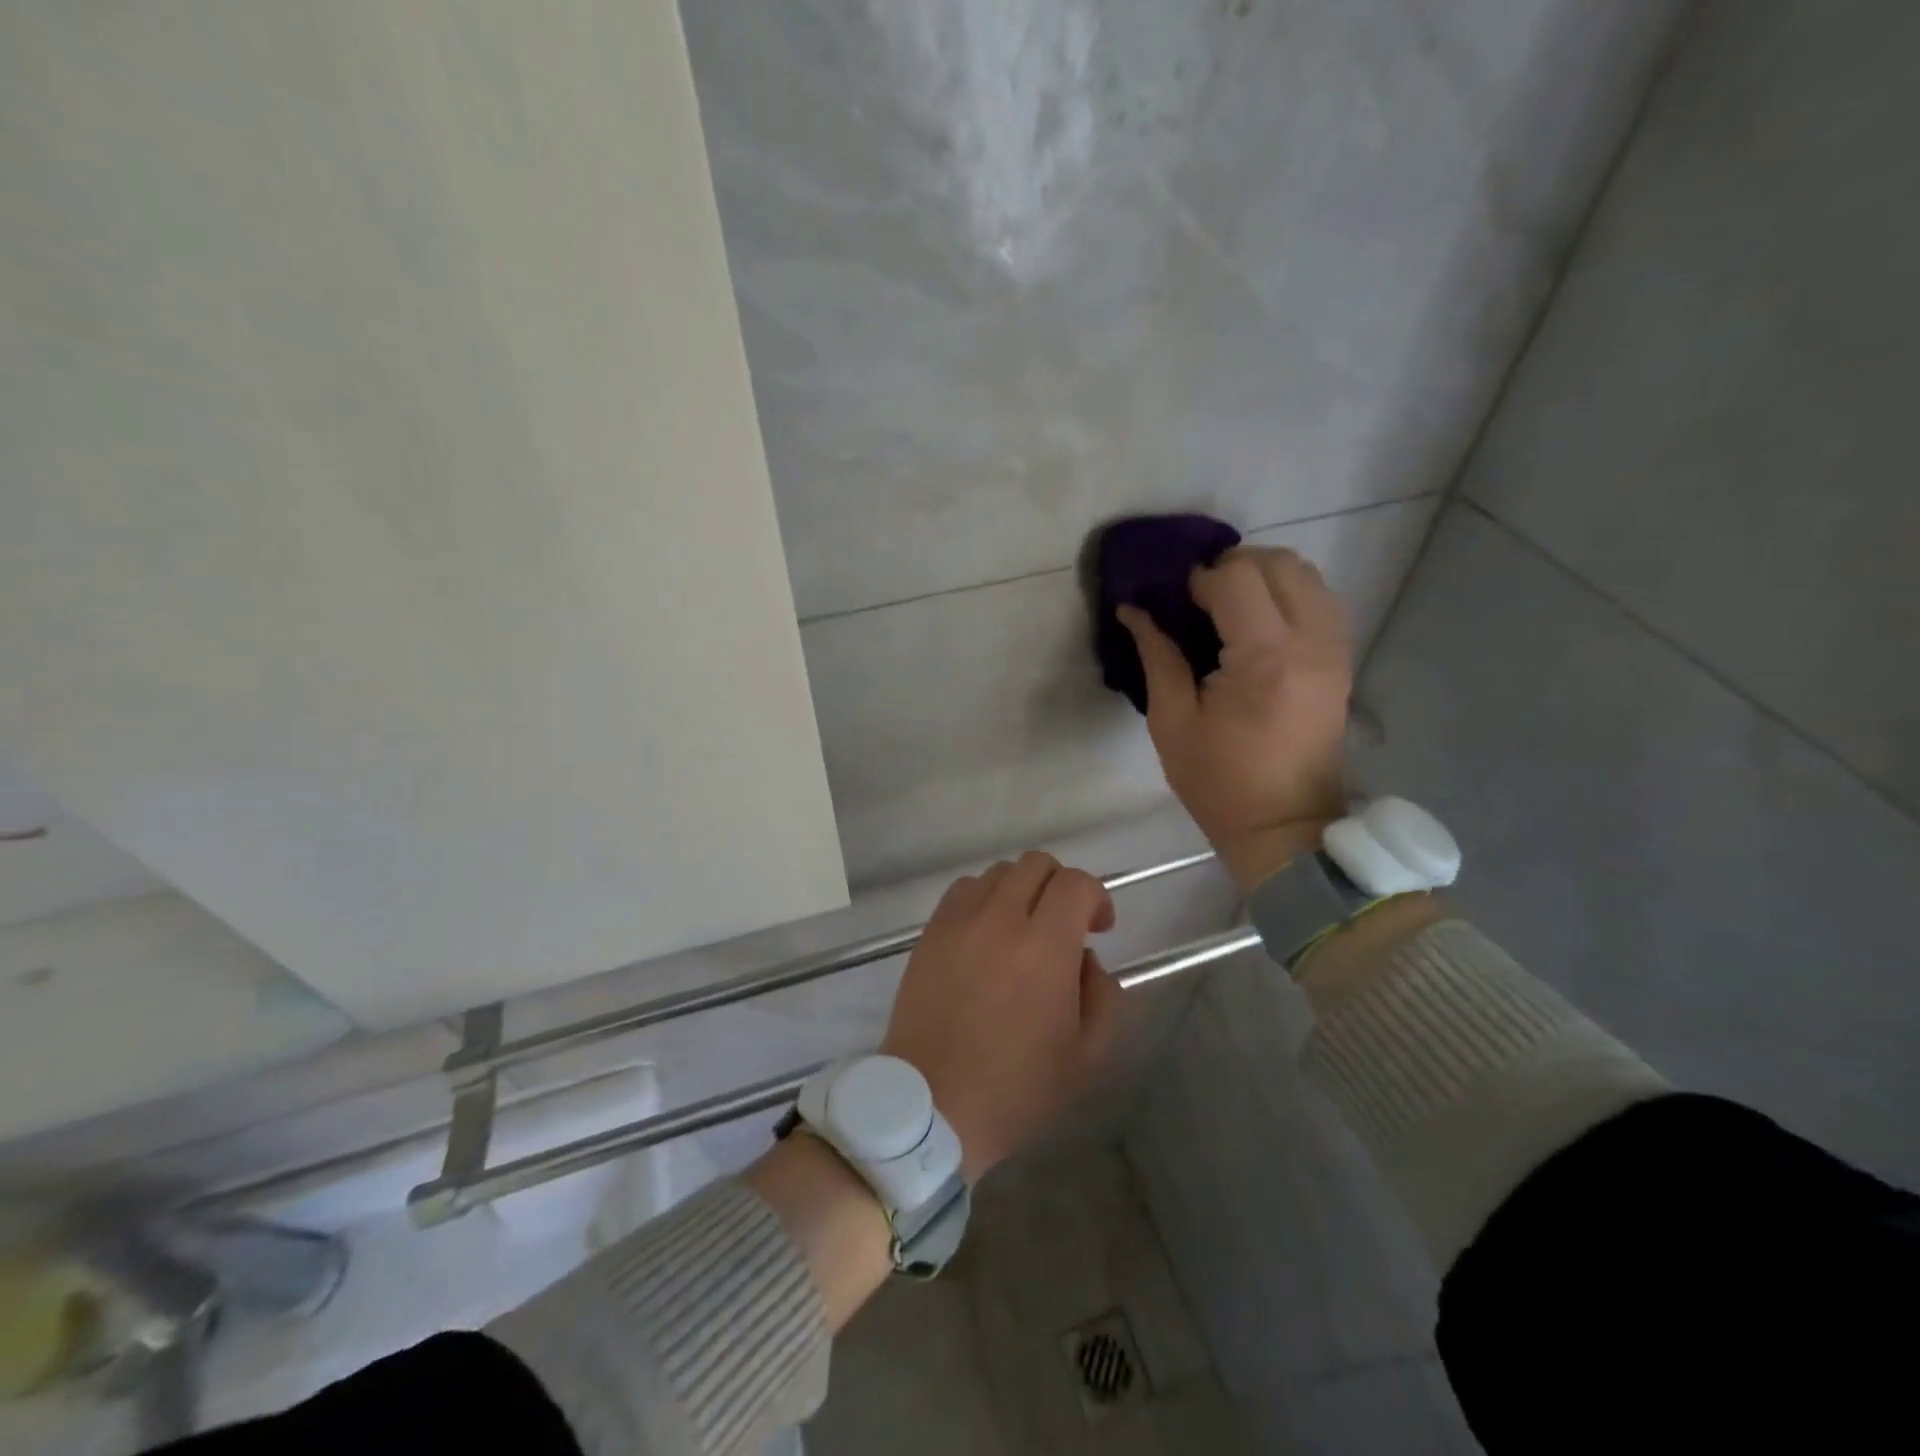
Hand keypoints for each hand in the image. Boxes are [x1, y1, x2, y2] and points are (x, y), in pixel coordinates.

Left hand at [880, 851, 1123, 1181]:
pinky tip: (987, 934)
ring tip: (1023, 929)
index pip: (1076, 883)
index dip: (1097, 897)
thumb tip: (1085, 958)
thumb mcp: (1086, 1057)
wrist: (931, 1104)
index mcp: (1044, 948)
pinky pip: (963, 890)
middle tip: (1065, 925)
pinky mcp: (930, 932)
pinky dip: (984, 898)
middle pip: (1036, 864)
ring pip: (998, 872)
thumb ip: (1103, 995)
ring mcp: (959, 922)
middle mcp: (1000, 919)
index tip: (1099, 928)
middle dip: (1061, 886)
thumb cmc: (1015, 1089)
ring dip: (1021, 890)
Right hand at [1119, 547, 1351, 890]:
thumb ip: (1157, 655)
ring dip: (1262, 577)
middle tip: (1197, 599)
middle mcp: (1311, 641)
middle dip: (1232, 568)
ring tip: (1226, 608)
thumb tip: (1133, 609)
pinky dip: (1287, 595)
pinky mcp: (1342, 659)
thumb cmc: (1220, 783)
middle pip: (1278, 563)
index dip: (1197, 580)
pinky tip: (1257, 623)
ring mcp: (1335, 649)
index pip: (1236, 579)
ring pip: (1306, 574)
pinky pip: (1320, 599)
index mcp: (1265, 659)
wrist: (1285, 827)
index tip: (1173, 603)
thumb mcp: (1172, 722)